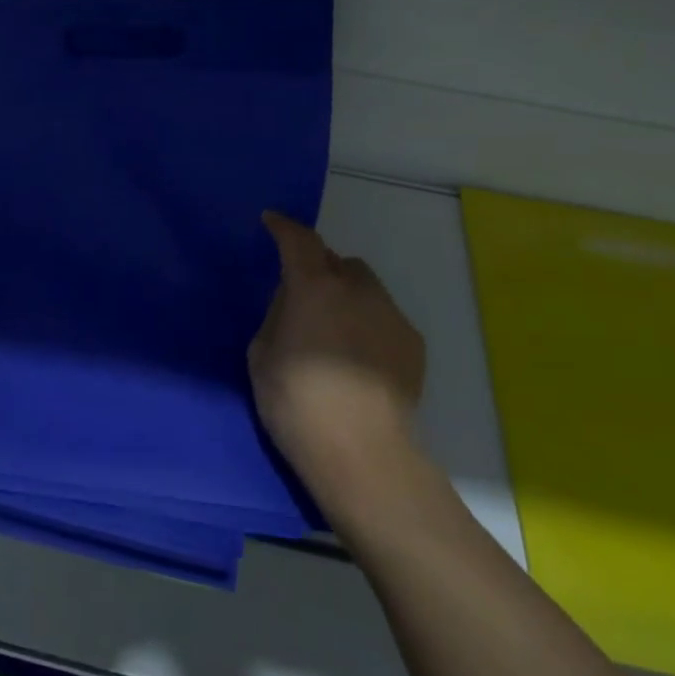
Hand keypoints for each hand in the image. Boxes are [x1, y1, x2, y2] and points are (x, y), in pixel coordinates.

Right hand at [249, 211, 428, 523]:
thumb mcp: (262, 355)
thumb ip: (277, 315)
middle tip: (303, 297)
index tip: (272, 222)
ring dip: (345, 295)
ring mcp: (390, 314)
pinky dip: (368, 323)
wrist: (362, 453)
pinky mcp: (413, 342)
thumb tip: (294, 303)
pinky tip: (359, 360)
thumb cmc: (297, 403)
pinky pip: (383, 316)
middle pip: (335, 260)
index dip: (283, 227)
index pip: (298, 239)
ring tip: (335, 333)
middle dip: (317, 268)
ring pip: (364, 287)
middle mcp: (357, 289)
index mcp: (313, 287)